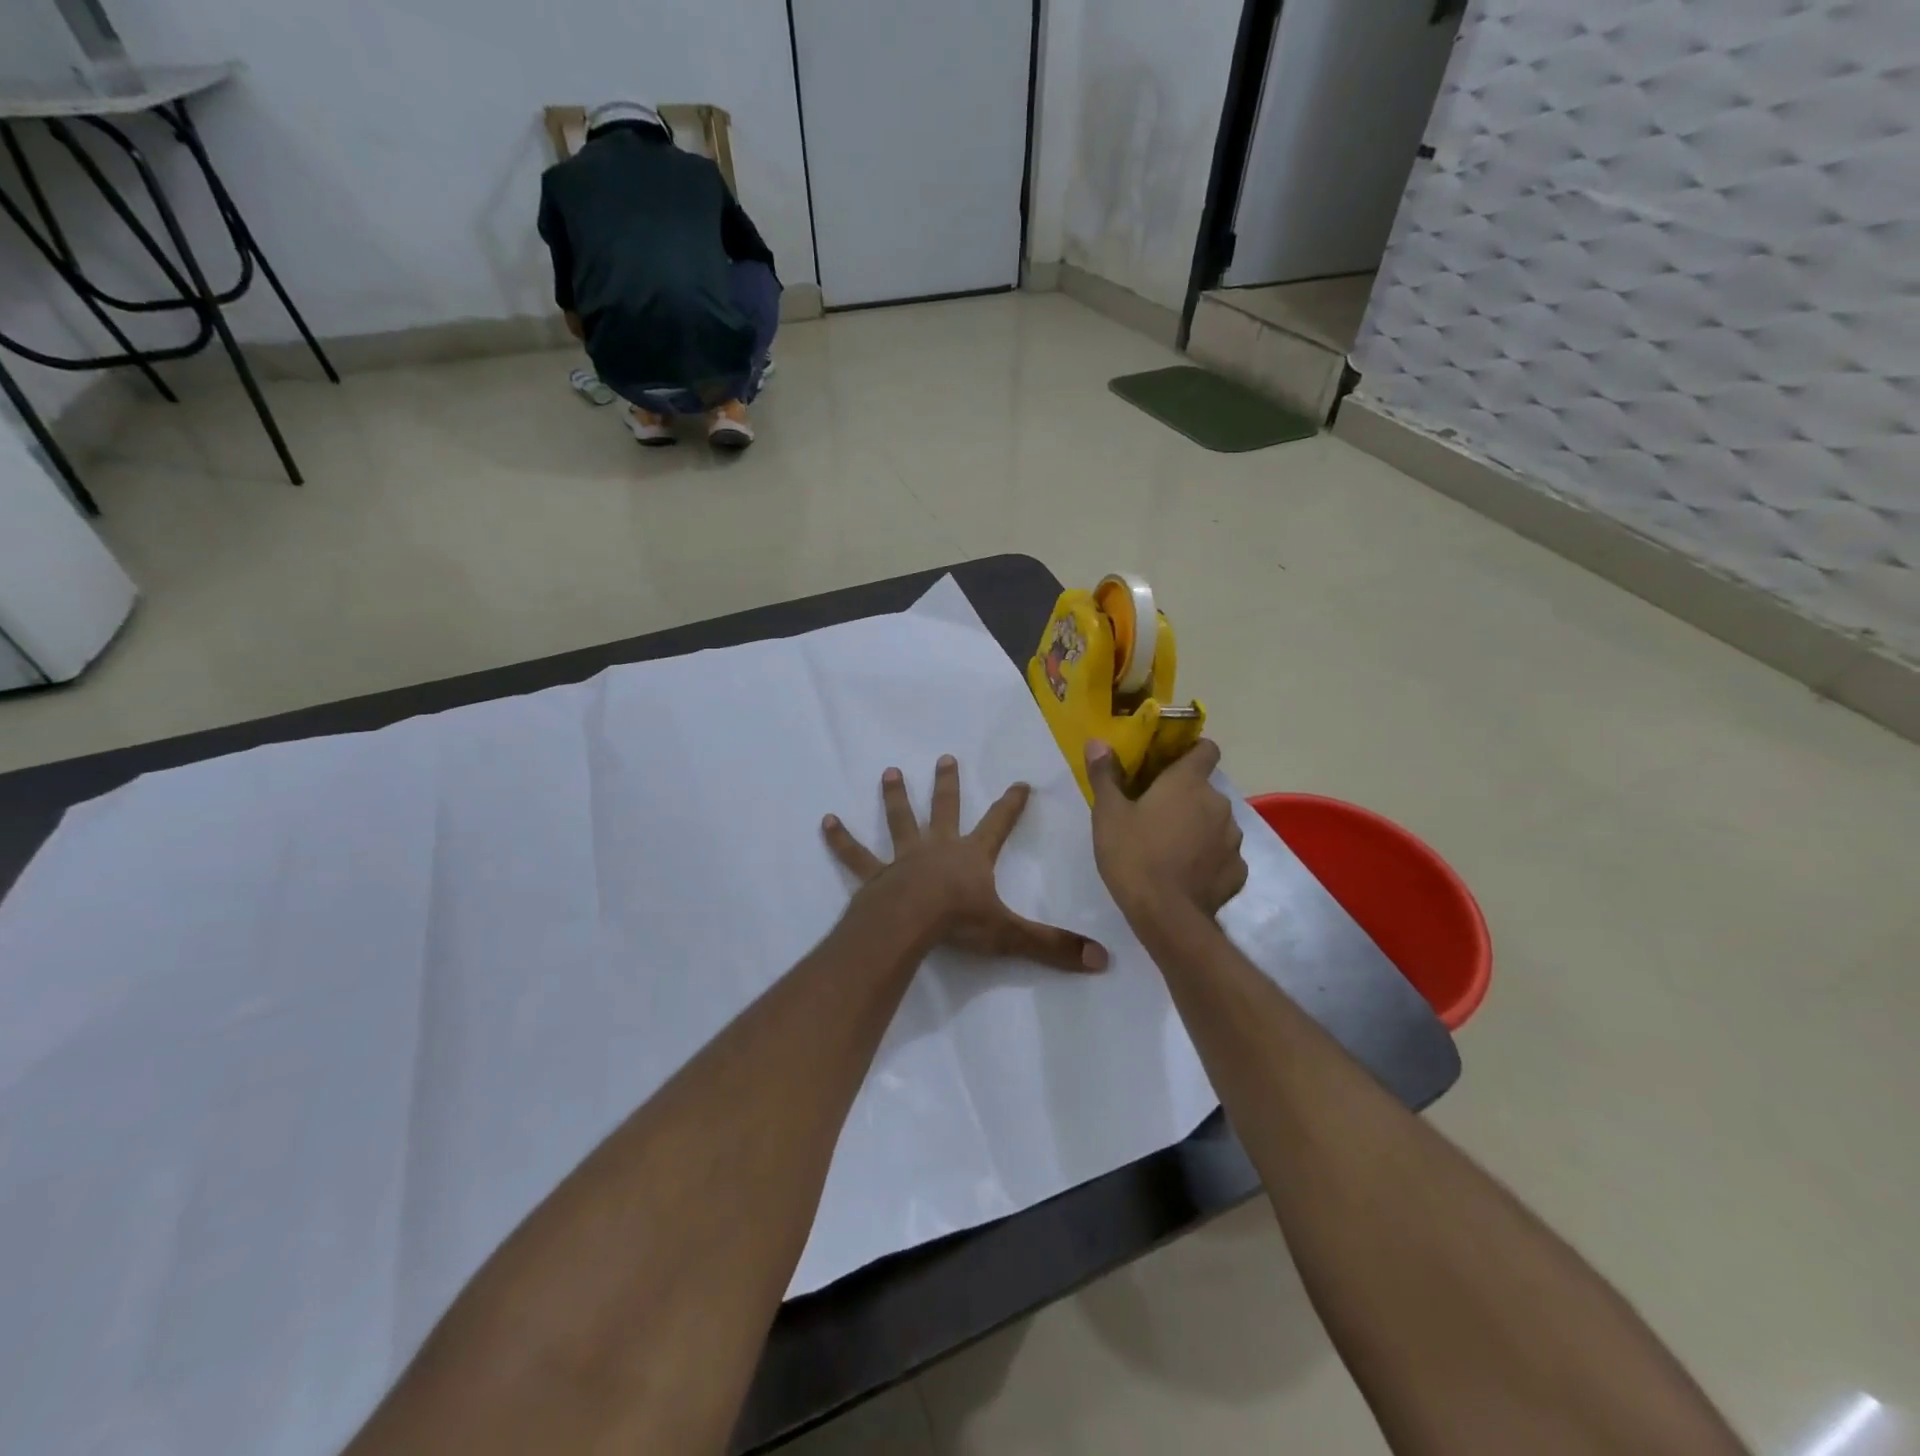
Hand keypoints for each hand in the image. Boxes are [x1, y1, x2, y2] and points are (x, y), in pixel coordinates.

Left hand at [823, 756, 1108, 971]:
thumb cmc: (959, 923)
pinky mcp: (876, 875)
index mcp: (971, 856)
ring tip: (891, 772)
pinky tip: (826, 822)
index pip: (998, 824)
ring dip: (896, 797)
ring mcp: (904, 858)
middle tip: (945, 758)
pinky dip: (841, 839)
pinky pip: (856, 855)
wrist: (909, 924)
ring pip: (900, 821)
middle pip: (945, 809)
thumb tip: (1102, 960)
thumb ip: (1053, 946)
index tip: (1020, 782)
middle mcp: (938, 847)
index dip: (1011, 805)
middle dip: (947, 784)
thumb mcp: (1011, 935)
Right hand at [1086, 738, 1246, 927]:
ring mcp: (1233, 839)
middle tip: (1156, 814)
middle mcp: (1218, 803)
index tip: (1171, 762)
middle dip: (1186, 797)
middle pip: (1206, 790)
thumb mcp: (1108, 814)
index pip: (1206, 749)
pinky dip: (1208, 859)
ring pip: (1216, 823)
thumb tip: (1098, 741)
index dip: (1192, 751)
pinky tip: (1187, 874)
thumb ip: (1105, 775)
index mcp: (1188, 783)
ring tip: (1171, 847)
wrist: (1166, 916)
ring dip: (1199, 828)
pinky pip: (1223, 855)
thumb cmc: (1133, 856)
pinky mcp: (1238, 871)